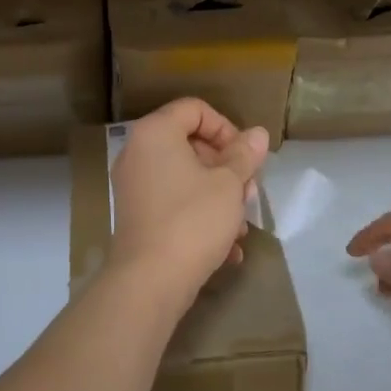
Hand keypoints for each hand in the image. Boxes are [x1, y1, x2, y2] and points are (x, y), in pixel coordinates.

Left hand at [108, 99, 270, 306]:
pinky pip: (174, 203)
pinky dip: (199, 216)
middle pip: (191, 144)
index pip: (195, 109)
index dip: (226, 128)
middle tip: (248, 193)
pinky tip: (227, 248)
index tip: (245, 157)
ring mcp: (134, 186)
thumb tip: (257, 134)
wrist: (150, 281)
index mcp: (155, 133)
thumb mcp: (229, 184)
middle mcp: (138, 153)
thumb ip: (244, 154)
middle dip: (227, 168)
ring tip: (241, 227)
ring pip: (186, 178)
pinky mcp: (137, 216)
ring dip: (219, 197)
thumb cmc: (193, 220)